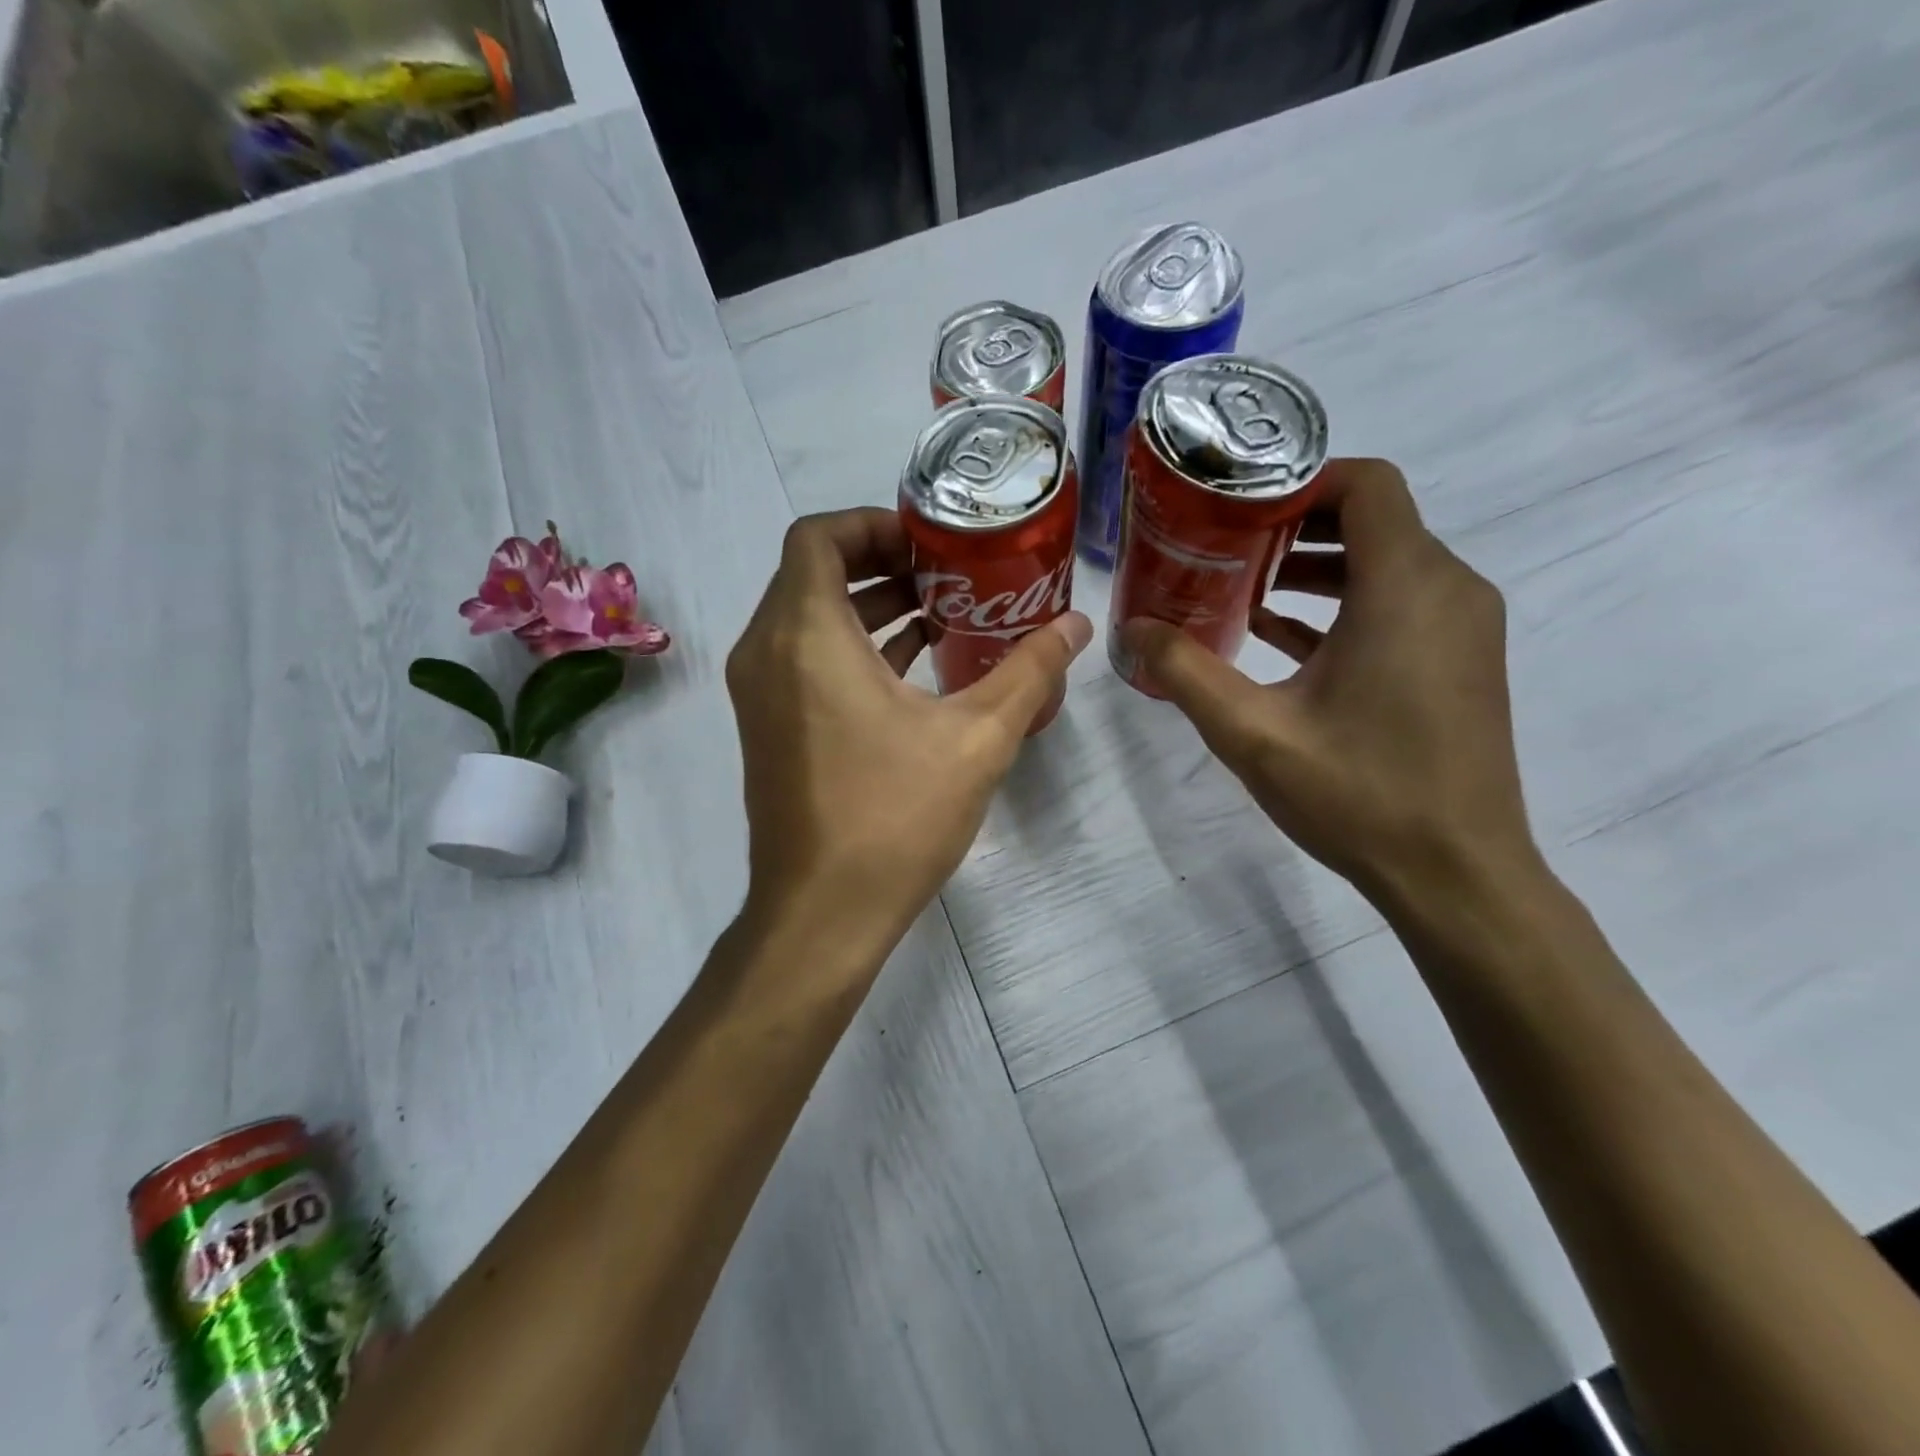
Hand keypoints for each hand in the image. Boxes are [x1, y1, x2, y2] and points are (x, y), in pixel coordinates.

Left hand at [728, 508, 1091, 970]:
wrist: (822, 913)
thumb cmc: (894, 817)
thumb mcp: (978, 738)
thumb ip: (1029, 672)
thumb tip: (1078, 626)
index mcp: (806, 636)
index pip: (818, 536)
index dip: (874, 525)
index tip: (931, 545)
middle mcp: (766, 651)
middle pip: (813, 573)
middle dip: (882, 564)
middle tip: (949, 575)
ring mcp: (758, 692)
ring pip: (808, 617)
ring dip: (869, 606)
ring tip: (942, 615)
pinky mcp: (767, 726)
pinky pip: (803, 658)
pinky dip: (851, 646)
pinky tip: (914, 666)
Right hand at [1121, 459, 1535, 903]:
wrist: (1456, 874)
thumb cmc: (1358, 794)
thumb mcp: (1252, 733)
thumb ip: (1186, 672)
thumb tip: (1132, 629)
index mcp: (1406, 588)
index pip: (1367, 484)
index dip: (1300, 483)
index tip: (1238, 509)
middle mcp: (1448, 590)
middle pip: (1374, 520)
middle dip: (1296, 526)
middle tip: (1226, 547)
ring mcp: (1461, 627)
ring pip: (1387, 563)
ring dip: (1317, 567)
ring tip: (1244, 589)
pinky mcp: (1459, 661)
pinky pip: (1399, 605)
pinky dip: (1343, 605)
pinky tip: (1280, 636)